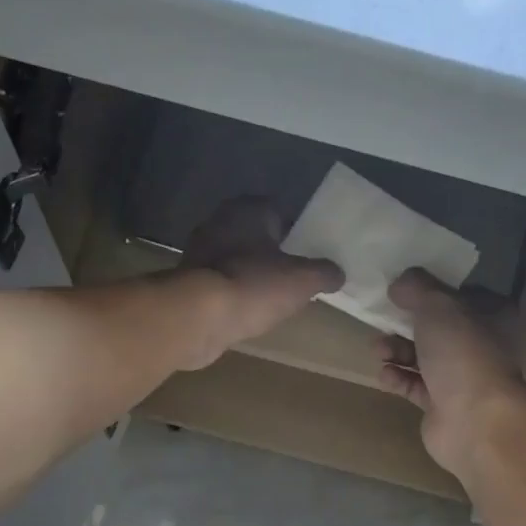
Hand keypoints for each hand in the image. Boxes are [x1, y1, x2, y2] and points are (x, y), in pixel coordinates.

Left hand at [175, 198, 343, 368]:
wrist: (199, 317)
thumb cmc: (254, 285)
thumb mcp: (303, 280)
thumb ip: (325, 273)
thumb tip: (338, 274)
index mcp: (248, 209)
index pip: (281, 212)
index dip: (299, 232)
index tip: (312, 253)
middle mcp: (220, 221)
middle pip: (257, 235)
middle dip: (274, 253)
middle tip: (296, 275)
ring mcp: (199, 250)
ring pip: (237, 257)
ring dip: (252, 272)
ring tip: (274, 295)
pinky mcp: (188, 280)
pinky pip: (221, 280)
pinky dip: (235, 291)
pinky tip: (248, 309)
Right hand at [377, 269, 525, 472]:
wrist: (475, 420)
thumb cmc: (463, 353)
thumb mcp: (437, 305)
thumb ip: (416, 288)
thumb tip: (399, 283)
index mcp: (492, 315)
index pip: (460, 294)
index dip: (431, 289)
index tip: (402, 288)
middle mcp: (481, 345)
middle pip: (437, 326)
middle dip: (405, 324)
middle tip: (381, 320)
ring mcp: (462, 377)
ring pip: (423, 357)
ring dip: (397, 350)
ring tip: (378, 350)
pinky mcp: (442, 405)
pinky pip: (414, 385)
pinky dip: (398, 378)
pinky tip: (385, 375)